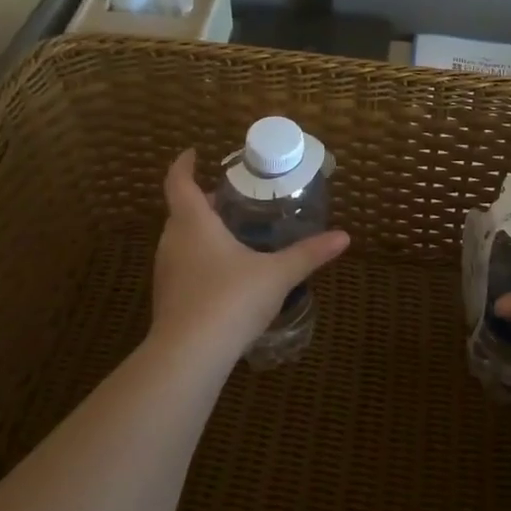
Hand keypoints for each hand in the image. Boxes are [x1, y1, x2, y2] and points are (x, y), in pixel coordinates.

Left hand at [149, 149, 349, 359]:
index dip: (184, 165)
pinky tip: (224, 276)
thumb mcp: (277, 275)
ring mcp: (166, 272)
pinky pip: (182, 266)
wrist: (189, 356)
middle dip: (203, 202)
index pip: (179, 183)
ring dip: (200, 233)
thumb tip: (344, 237)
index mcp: (194, 223)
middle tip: (230, 200)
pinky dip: (199, 260)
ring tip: (232, 235)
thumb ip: (308, 254)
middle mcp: (173, 242)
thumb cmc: (230, 300)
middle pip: (182, 212)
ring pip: (181, 240)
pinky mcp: (167, 299)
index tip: (193, 154)